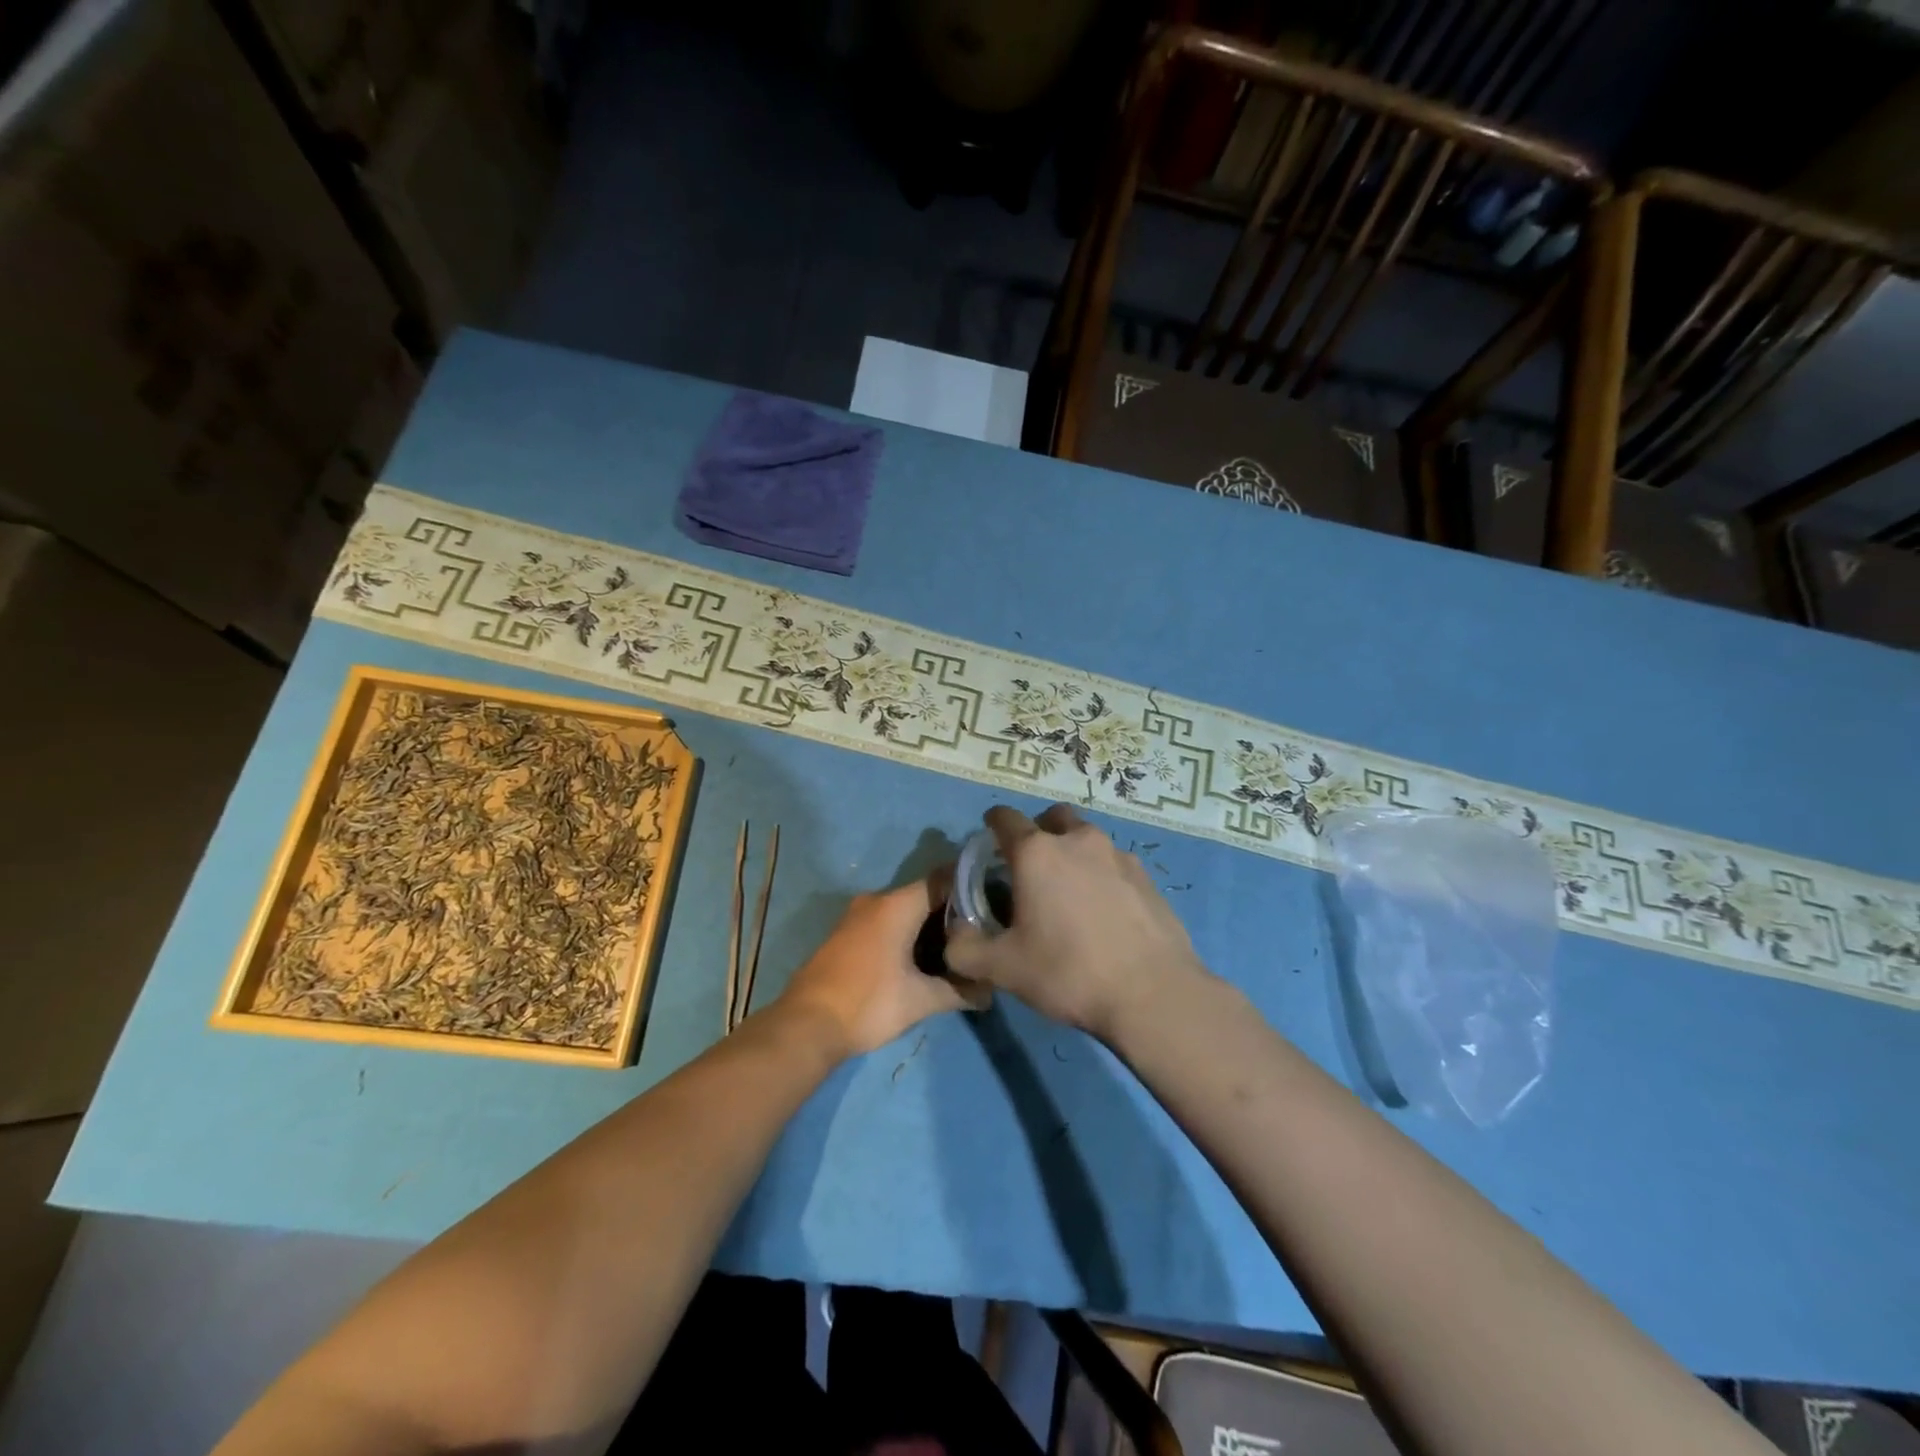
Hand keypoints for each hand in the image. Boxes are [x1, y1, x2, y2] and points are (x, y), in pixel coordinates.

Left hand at [776, 875, 989, 1059]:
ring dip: (928, 925)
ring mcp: (857, 916)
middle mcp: (876, 900)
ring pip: (904, 909)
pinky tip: (922, 958)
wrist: (806, 1025)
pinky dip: (907, 932)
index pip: (943, 880)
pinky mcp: (846, 933)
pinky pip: (886, 921)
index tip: (994, 903)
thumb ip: (959, 992)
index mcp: (896, 905)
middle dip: (952, 911)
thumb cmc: (868, 1004)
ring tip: (957, 947)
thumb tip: (990, 994)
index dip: (970, 888)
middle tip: (980, 932)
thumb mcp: (920, 1001)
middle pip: (924, 895)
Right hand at [943, 805, 1207, 1042]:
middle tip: (1030, 868)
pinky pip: (1114, 862)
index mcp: (1037, 853)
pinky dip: (1101, 874)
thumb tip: (954, 935)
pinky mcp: (1147, 876)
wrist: (1153, 994)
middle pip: (1052, 818)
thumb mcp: (1002, 969)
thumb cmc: (1068, 972)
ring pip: (1086, 838)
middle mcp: (1078, 840)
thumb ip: (964, 949)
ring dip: (1072, 853)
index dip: (992, 826)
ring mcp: (1118, 855)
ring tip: (1068, 893)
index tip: (988, 844)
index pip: (1005, 818)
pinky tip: (1102, 912)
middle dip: (1037, 832)